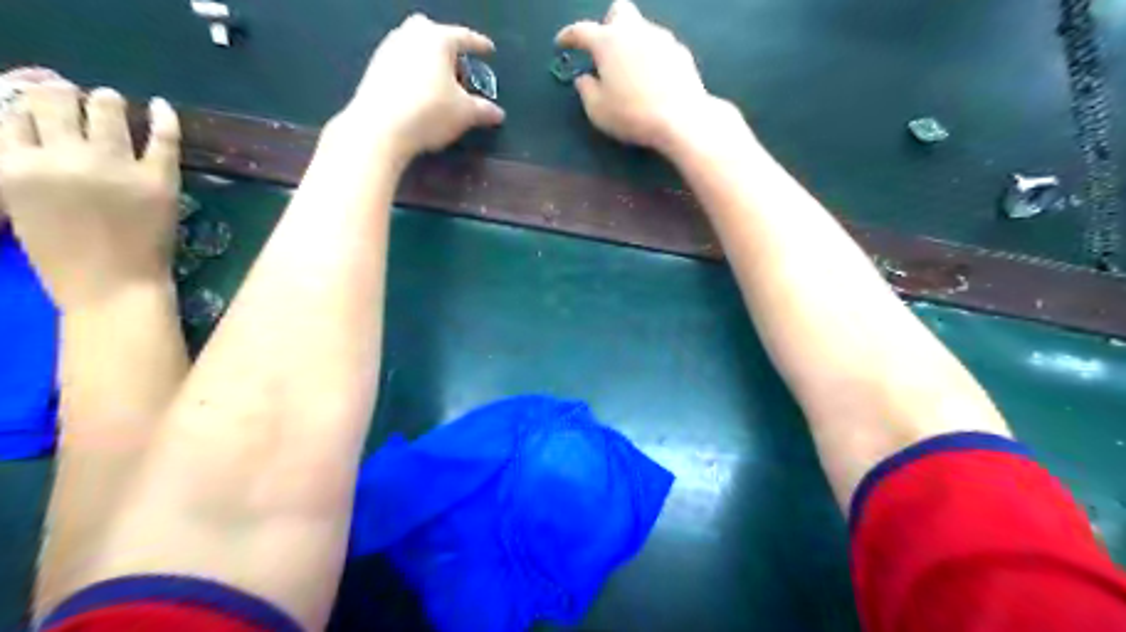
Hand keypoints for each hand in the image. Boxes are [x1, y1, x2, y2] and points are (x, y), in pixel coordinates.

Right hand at [0, 83, 178, 310]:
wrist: (115, 287)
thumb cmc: (62, 257)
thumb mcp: (17, 205)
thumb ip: (23, 167)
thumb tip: (34, 134)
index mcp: (14, 165)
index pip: (13, 112)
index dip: (27, 105)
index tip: (39, 105)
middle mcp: (62, 157)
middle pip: (56, 101)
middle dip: (61, 94)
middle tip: (72, 97)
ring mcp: (115, 167)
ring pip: (107, 109)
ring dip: (107, 100)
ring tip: (111, 100)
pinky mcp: (159, 179)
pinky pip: (164, 137)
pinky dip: (164, 117)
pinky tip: (161, 105)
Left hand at [332, 13, 505, 161]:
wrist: (380, 128)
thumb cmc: (430, 112)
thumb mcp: (465, 114)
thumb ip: (484, 110)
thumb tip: (498, 114)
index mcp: (438, 39)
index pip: (465, 37)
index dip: (480, 45)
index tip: (489, 51)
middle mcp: (411, 35)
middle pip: (434, 34)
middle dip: (448, 48)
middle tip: (458, 68)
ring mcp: (389, 48)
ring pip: (415, 47)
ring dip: (428, 60)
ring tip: (439, 84)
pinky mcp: (374, 67)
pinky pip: (401, 62)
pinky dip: (413, 71)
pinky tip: (419, 92)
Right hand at [554, 0, 730, 149]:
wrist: (680, 118)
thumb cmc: (632, 115)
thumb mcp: (597, 110)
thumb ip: (586, 90)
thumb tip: (585, 78)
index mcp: (608, 42)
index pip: (581, 30)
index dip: (568, 36)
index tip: (561, 43)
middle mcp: (635, 31)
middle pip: (619, 11)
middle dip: (608, 25)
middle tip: (605, 51)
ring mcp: (661, 38)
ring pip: (642, 29)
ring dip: (632, 44)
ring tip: (631, 73)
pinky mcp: (680, 52)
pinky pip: (660, 48)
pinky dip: (651, 58)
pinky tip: (653, 80)